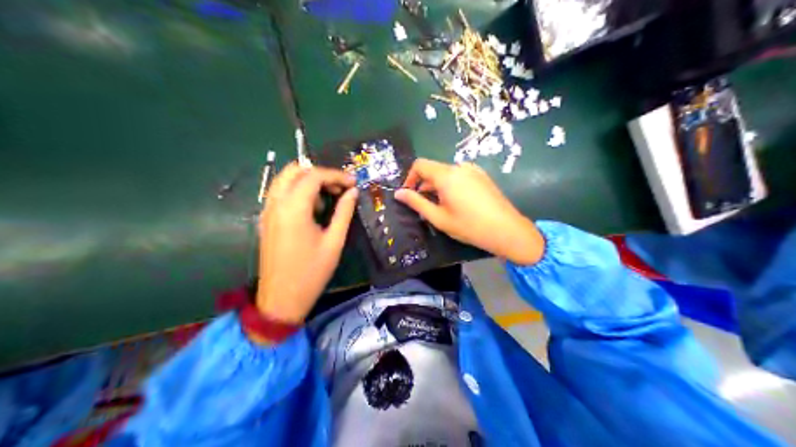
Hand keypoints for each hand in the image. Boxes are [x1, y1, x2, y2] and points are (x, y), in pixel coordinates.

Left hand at [257, 162, 358, 322]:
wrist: (281, 299)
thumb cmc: (311, 273)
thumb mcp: (334, 242)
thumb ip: (344, 212)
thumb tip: (353, 192)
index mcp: (293, 207)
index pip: (314, 176)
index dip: (336, 175)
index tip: (354, 183)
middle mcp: (276, 203)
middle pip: (295, 170)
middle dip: (319, 173)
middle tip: (339, 188)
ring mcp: (267, 211)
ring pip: (284, 179)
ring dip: (306, 181)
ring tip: (327, 199)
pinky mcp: (265, 220)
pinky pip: (279, 193)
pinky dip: (296, 191)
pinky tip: (312, 210)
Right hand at [394, 160, 543, 265]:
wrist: (507, 229)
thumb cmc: (469, 226)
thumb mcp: (439, 218)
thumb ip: (417, 203)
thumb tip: (399, 193)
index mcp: (446, 175)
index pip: (420, 165)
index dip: (410, 178)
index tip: (409, 195)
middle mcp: (459, 167)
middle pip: (434, 169)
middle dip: (424, 185)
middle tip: (424, 206)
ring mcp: (473, 170)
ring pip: (447, 173)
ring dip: (438, 186)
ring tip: (442, 207)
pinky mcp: (483, 176)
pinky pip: (460, 176)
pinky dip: (452, 185)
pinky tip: (458, 204)